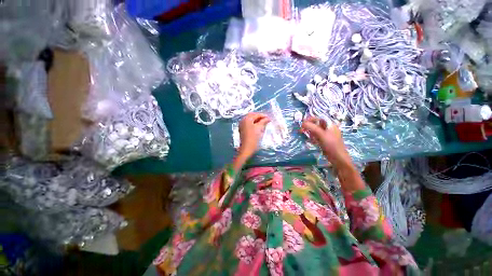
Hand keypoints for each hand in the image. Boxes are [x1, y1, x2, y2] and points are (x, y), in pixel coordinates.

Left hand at [238, 113, 270, 158]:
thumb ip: (264, 121)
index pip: (256, 115)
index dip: (263, 116)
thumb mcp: (259, 128)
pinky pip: (248, 123)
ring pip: (250, 120)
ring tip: (263, 123)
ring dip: (256, 120)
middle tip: (266, 119)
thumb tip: (268, 118)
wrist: (247, 148)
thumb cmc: (253, 138)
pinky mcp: (242, 129)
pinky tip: (258, 126)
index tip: (269, 118)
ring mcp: (241, 125)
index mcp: (247, 119)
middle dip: (259, 117)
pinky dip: (253, 123)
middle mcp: (243, 120)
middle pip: (252, 116)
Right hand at [301, 117, 351, 167]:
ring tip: (307, 136)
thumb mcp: (321, 134)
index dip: (310, 119)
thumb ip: (311, 127)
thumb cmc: (331, 144)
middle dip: (308, 126)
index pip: (318, 118)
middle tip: (301, 130)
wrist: (338, 158)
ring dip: (310, 132)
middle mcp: (328, 128)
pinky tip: (311, 141)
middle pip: (316, 124)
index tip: (302, 123)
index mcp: (330, 124)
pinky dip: (312, 137)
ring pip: (315, 130)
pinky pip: (316, 136)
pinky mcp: (324, 141)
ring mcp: (326, 135)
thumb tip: (302, 123)